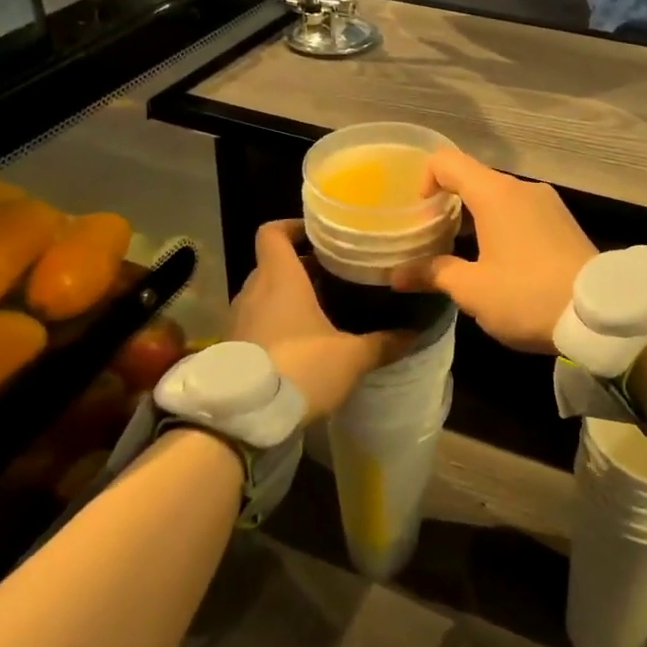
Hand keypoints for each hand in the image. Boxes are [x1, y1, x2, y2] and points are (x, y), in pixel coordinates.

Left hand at [230, 221, 407, 418]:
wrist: (244, 418)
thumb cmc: (300, 369)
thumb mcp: (351, 358)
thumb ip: (383, 343)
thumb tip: (414, 333)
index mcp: (280, 278)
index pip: (272, 233)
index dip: (292, 227)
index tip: (319, 236)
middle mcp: (254, 291)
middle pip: (273, 264)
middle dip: (302, 268)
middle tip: (335, 278)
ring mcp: (238, 319)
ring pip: (264, 294)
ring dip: (288, 298)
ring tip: (322, 311)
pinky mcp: (232, 347)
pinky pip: (256, 322)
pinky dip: (276, 323)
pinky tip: (302, 344)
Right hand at [390, 150, 594, 352]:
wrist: (601, 314)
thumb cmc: (527, 295)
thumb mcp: (473, 290)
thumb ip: (433, 274)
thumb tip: (396, 276)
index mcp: (495, 193)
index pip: (447, 162)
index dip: (424, 179)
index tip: (419, 214)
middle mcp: (522, 188)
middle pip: (473, 179)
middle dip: (448, 204)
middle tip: (433, 238)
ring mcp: (547, 203)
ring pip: (499, 197)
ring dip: (476, 218)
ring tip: (464, 254)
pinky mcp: (563, 221)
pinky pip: (521, 211)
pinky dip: (501, 225)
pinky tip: (500, 261)